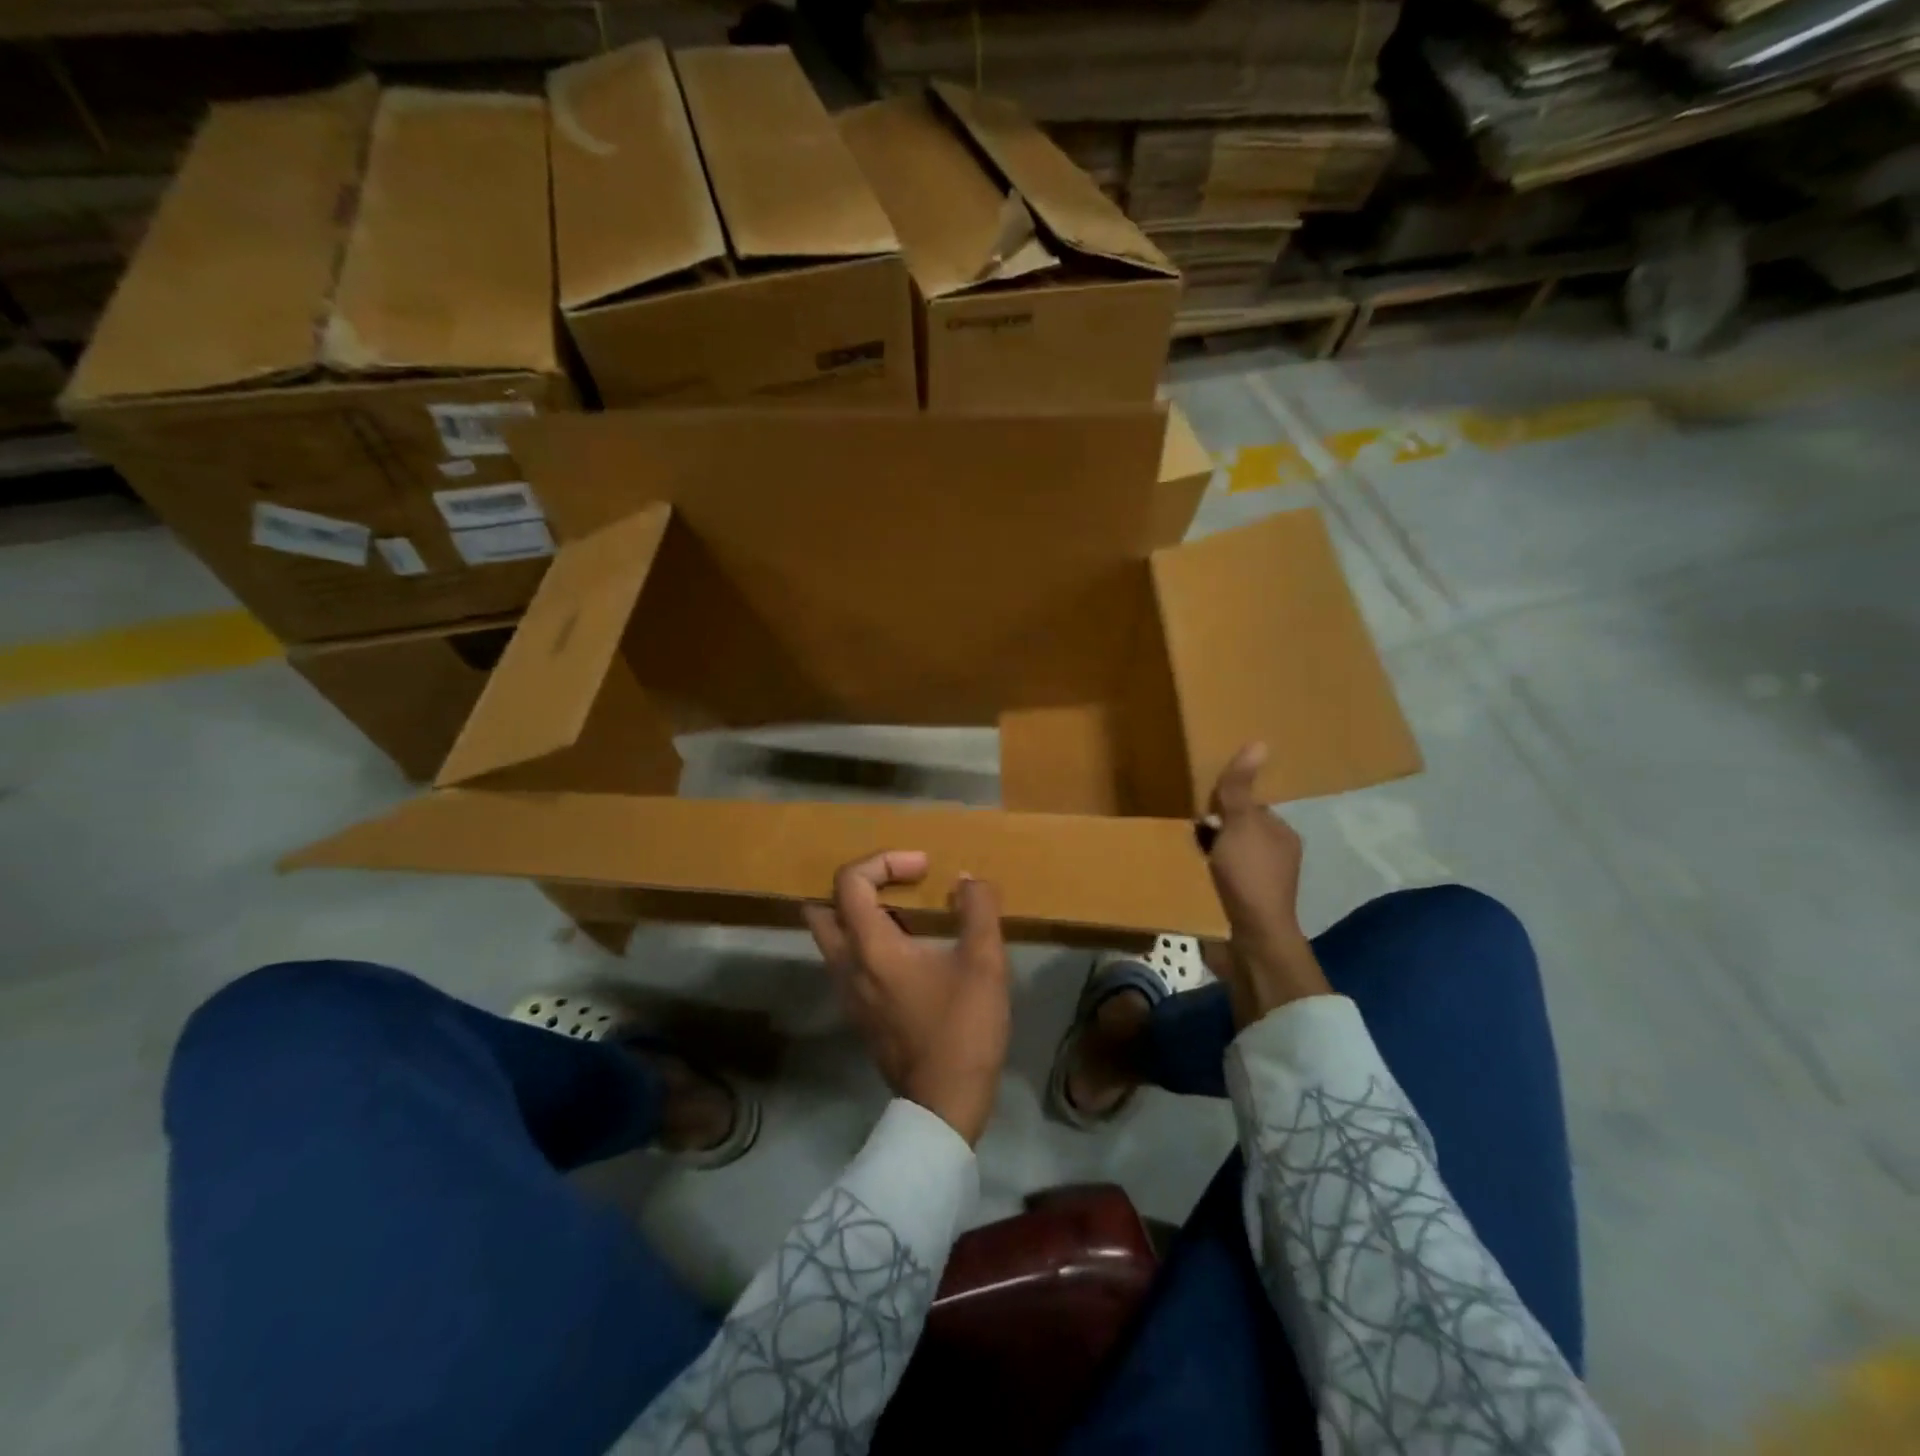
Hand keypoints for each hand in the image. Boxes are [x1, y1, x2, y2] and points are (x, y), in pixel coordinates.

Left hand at [803, 851, 1011, 1145]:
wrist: (944, 1104)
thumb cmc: (962, 1029)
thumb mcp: (984, 963)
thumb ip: (978, 910)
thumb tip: (967, 880)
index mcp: (870, 947)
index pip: (849, 881)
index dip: (884, 860)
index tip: (923, 868)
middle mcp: (846, 966)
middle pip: (824, 907)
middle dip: (859, 885)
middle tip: (900, 885)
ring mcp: (847, 993)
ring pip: (833, 937)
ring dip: (862, 915)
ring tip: (909, 915)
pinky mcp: (858, 1013)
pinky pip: (848, 962)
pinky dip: (868, 943)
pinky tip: (910, 952)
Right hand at [1206, 742, 1332, 1025]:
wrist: (1249, 940)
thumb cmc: (1249, 877)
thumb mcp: (1241, 825)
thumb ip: (1240, 789)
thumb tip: (1258, 742)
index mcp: (1281, 835)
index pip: (1249, 807)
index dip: (1224, 804)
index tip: (1199, 805)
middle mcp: (1273, 858)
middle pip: (1233, 831)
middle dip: (1210, 828)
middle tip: (1183, 827)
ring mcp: (1256, 884)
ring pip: (1221, 856)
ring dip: (1202, 853)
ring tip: (1177, 849)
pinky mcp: (1237, 905)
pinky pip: (1214, 880)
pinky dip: (1199, 875)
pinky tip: (1182, 873)